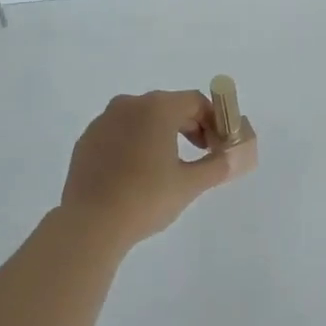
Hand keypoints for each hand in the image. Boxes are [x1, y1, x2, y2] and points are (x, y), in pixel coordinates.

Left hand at [59, 90, 255, 249]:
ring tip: (170, 165)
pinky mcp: (87, 140)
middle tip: (202, 155)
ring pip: (142, 118)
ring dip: (162, 134)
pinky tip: (138, 173)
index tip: (220, 146)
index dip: (215, 121)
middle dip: (191, 126)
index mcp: (156, 108)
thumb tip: (238, 157)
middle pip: (169, 106)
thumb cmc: (146, 198)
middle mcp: (128, 104)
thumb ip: (218, 165)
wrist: (90, 223)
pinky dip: (135, 143)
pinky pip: (120, 132)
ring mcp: (103, 121)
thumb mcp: (190, 184)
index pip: (196, 102)